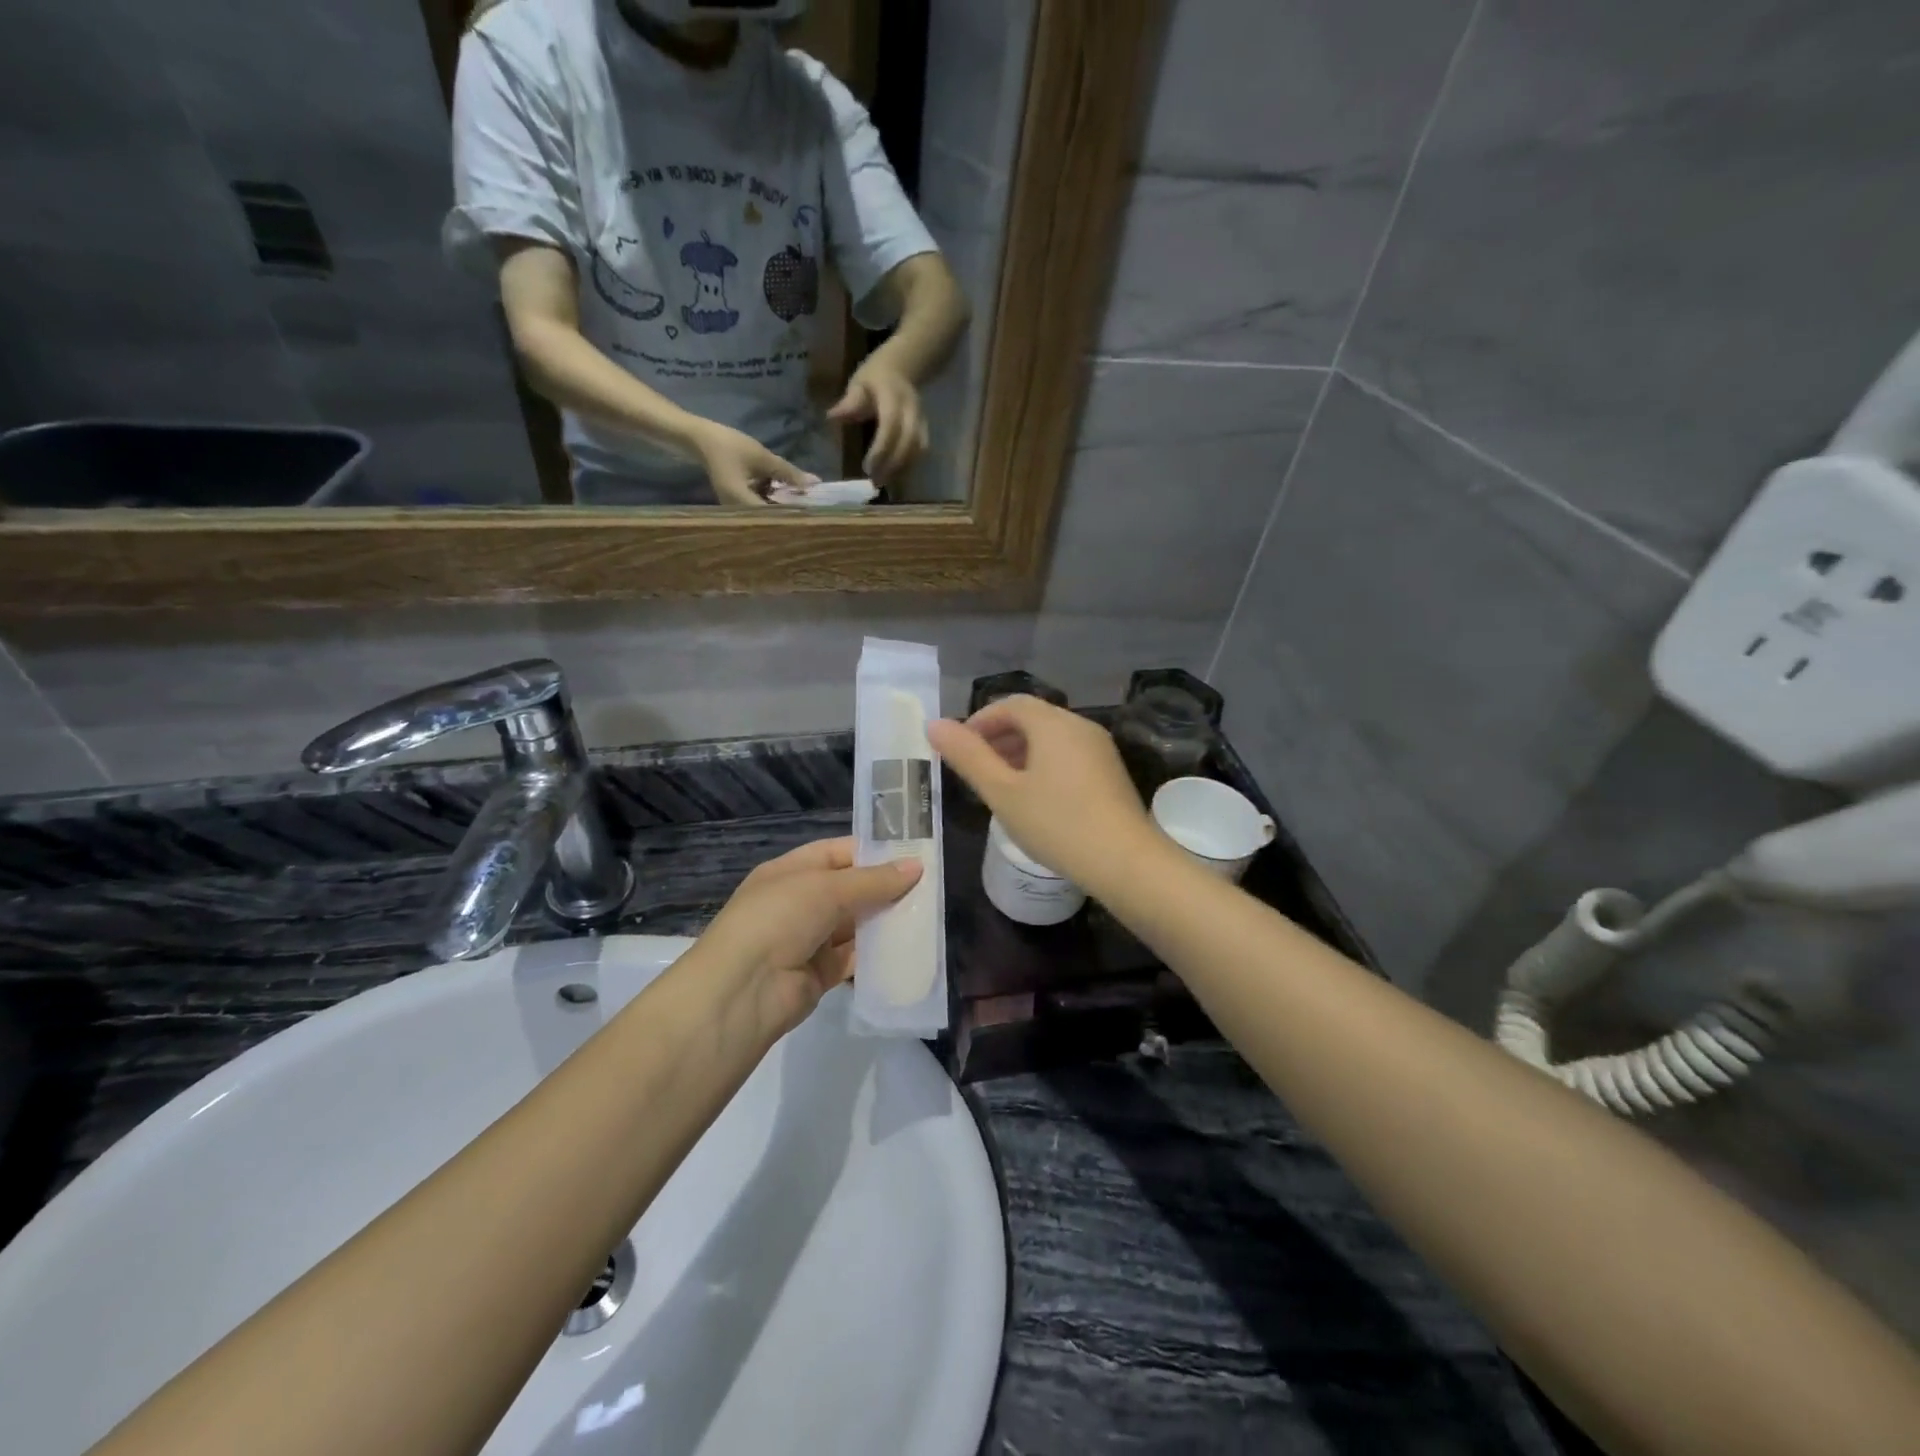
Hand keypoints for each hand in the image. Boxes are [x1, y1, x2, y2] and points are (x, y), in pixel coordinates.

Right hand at [689, 421, 816, 506]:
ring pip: (764, 515)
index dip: (793, 516)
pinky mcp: (737, 504)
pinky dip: (772, 503)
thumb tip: (814, 484)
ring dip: (782, 509)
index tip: (813, 514)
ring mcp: (735, 509)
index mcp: (740, 501)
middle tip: (812, 510)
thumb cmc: (729, 445)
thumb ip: (788, 472)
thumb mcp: (762, 457)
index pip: (773, 518)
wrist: (701, 439)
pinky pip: (758, 508)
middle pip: (769, 521)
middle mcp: (736, 511)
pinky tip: (786, 497)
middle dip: (790, 514)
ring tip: (803, 505)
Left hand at [697, 837, 922, 1040]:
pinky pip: (856, 958)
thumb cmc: (779, 919)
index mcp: (791, 872)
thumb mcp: (826, 889)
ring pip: (856, 925)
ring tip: (928, 914)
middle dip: (885, 888)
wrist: (743, 991)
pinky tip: (909, 948)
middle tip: (930, 887)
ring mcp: (809, 940)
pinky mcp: (821, 974)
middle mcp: (799, 903)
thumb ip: (872, 880)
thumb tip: (916, 866)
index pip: (837, 853)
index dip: (873, 852)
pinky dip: (879, 954)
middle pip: (850, 890)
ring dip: (885, 921)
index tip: (913, 854)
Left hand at [827, 360, 927, 482]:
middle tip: (875, 482)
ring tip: (883, 483)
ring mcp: (921, 420)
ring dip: (902, 469)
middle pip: (909, 442)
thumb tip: (832, 417)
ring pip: (917, 450)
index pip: (891, 425)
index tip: (868, 468)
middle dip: (893, 464)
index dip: (881, 448)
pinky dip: (907, 467)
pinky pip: (920, 452)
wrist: (901, 368)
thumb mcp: (858, 384)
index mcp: (893, 396)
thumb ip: (849, 403)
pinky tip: (893, 477)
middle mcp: (912, 410)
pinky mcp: (924, 430)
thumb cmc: (874, 378)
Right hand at [927, 696, 1164, 895]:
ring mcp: (1100, 749)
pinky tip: (1034, 798)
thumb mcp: (1002, 792)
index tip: (959, 749)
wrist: (1125, 861)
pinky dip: (1043, 764)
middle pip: (1032, 718)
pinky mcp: (1110, 772)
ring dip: (1020, 752)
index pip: (1010, 704)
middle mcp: (1080, 726)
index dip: (980, 721)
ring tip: (999, 785)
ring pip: (1051, 738)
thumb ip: (967, 756)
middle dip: (999, 737)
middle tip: (975, 769)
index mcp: (1052, 724)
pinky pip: (1068, 755)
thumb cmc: (1056, 823)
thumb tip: (934, 724)